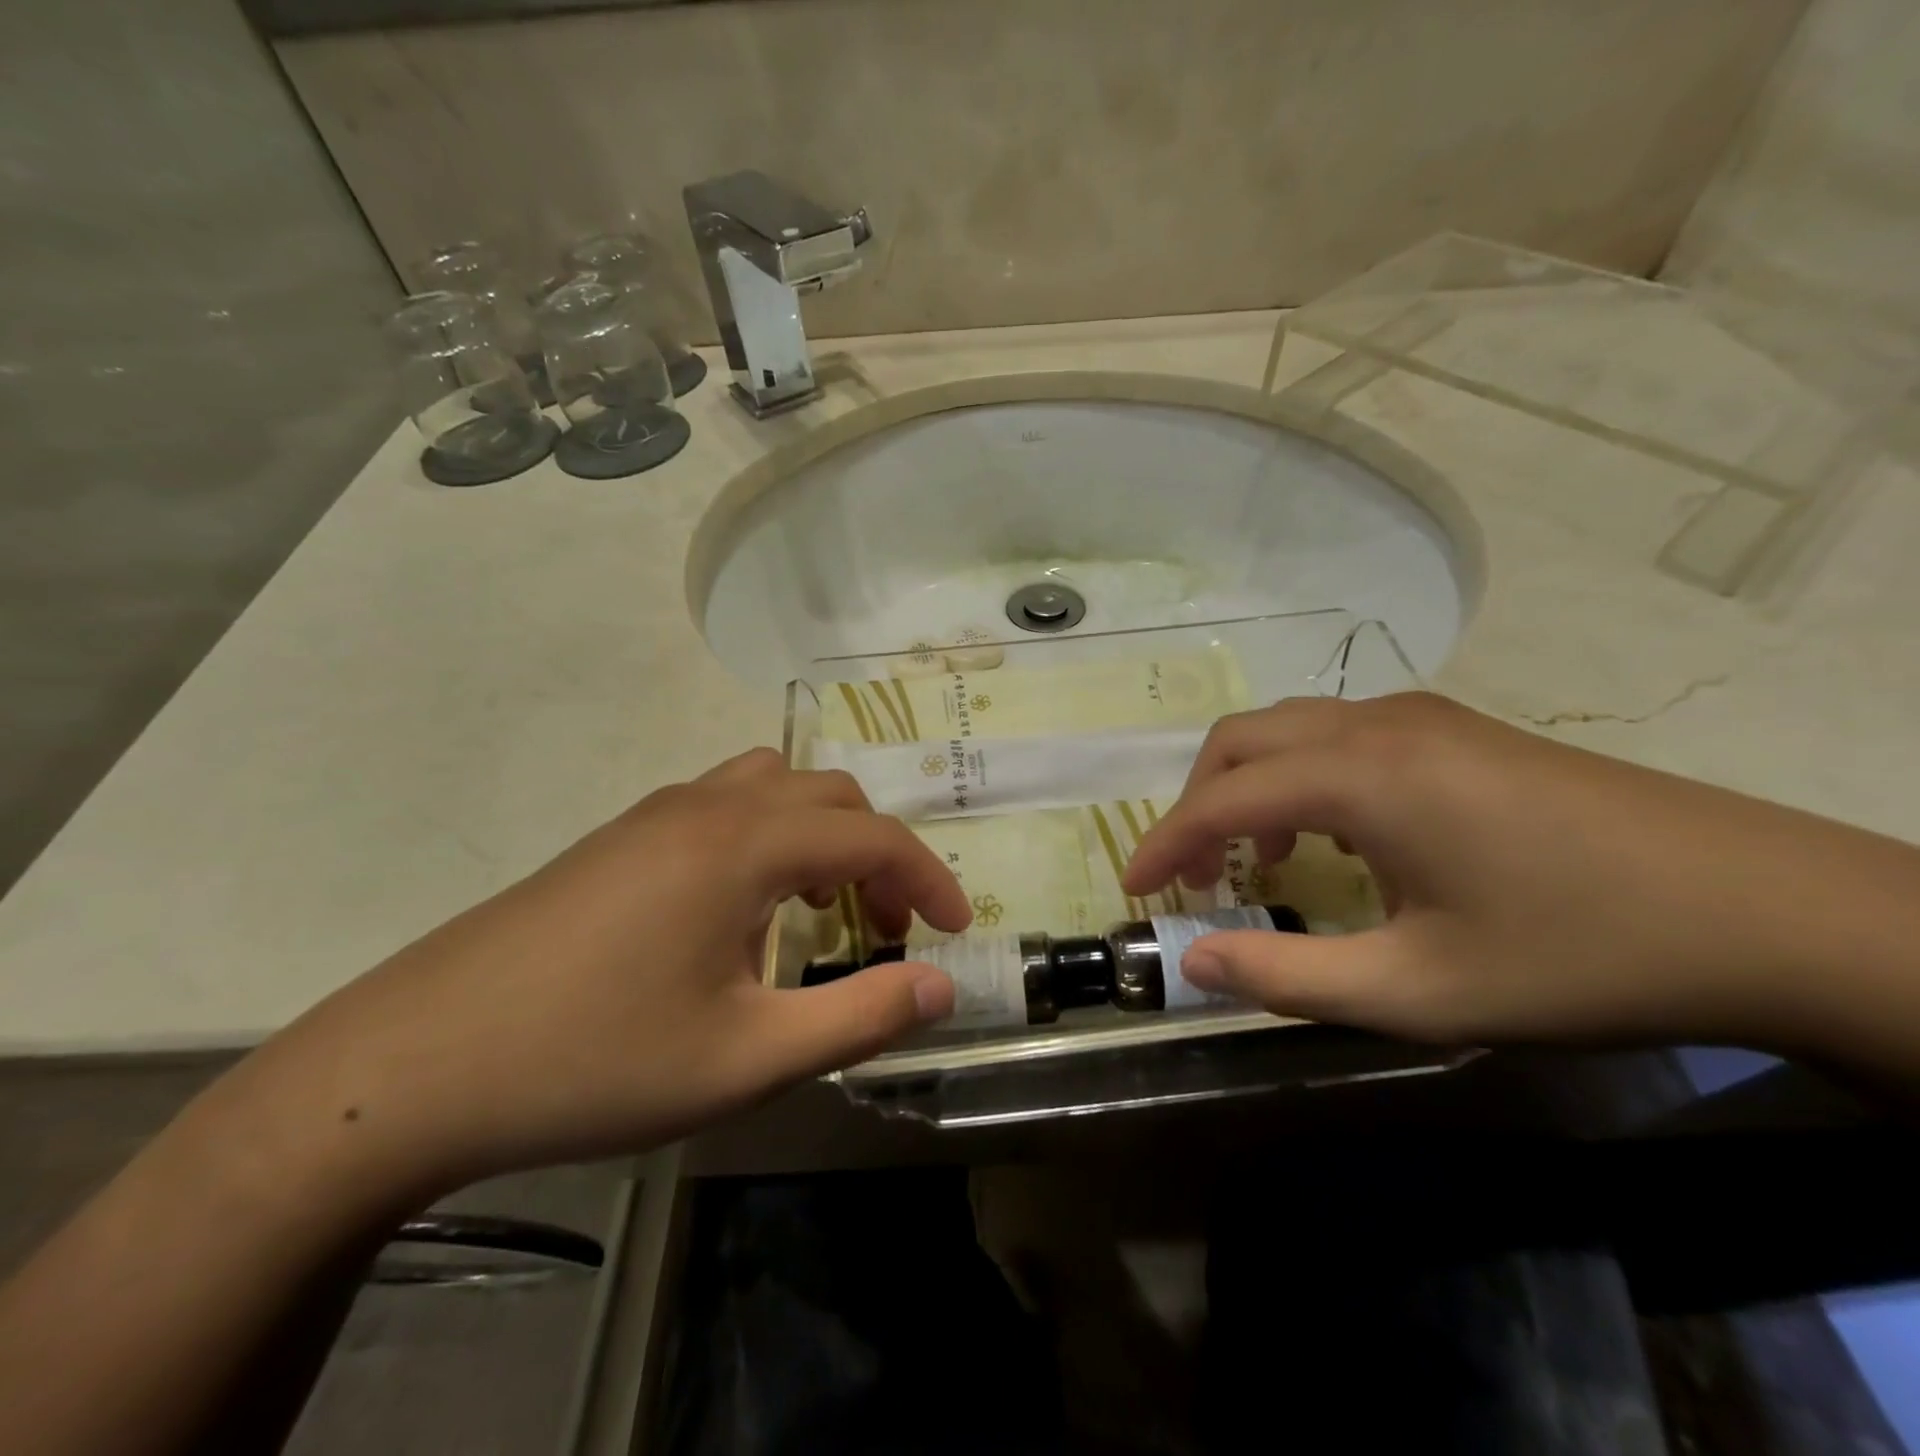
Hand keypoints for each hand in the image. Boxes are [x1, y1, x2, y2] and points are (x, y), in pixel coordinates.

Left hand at [235, 750, 969, 1196]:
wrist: (411, 1066)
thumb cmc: (593, 1061)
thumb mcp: (746, 1057)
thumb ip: (858, 1016)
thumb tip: (940, 988)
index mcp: (744, 843)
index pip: (873, 835)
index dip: (927, 878)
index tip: (955, 930)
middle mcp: (706, 805)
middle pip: (829, 795)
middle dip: (877, 854)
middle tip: (884, 929)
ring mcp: (656, 813)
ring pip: (774, 788)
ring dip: (820, 835)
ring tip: (821, 906)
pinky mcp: (619, 837)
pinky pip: (726, 806)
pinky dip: (769, 837)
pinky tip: (743, 910)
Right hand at [1122, 693, 1919, 1059]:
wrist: (1769, 912)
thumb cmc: (1579, 955)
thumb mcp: (1418, 990)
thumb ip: (1288, 976)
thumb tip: (1193, 962)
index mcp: (1362, 774)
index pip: (1222, 798)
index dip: (1164, 843)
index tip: (1133, 890)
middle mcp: (1377, 724)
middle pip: (1243, 740)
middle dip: (1195, 803)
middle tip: (1189, 874)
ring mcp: (1421, 718)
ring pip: (1289, 730)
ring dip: (1249, 787)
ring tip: (1255, 860)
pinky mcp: (1456, 730)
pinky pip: (1338, 737)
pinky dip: (1300, 779)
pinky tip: (1331, 835)